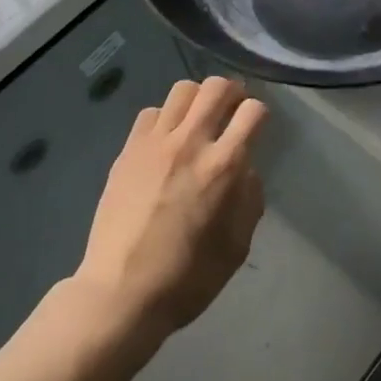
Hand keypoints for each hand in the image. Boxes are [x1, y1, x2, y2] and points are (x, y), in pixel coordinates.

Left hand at [70, 77, 266, 344]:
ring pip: (183, 91)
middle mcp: (191, 143)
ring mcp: (155, 143)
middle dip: (232, 92)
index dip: (260, 114)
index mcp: (224, 167)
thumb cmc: (187, 278)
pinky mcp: (128, 150)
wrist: (120, 294)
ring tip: (198, 119)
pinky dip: (165, 118)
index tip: (256, 127)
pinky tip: (166, 140)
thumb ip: (249, 200)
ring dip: (198, 99)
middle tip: (232, 109)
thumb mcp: (238, 246)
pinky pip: (151, 112)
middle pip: (217, 87)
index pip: (253, 111)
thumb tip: (246, 171)